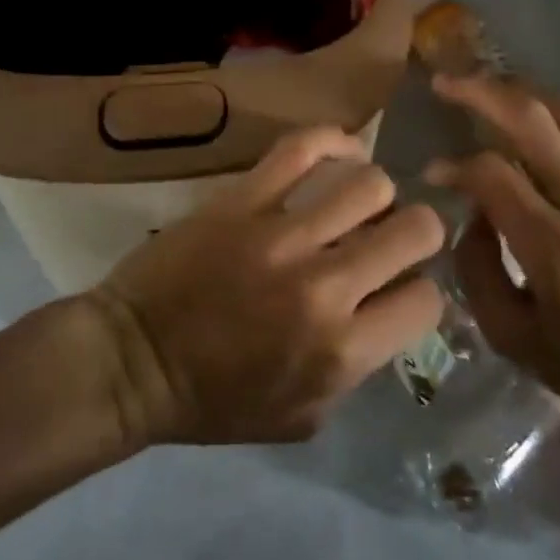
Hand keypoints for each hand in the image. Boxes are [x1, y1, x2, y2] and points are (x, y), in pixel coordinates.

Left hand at [89, 128, 445, 446]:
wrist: (132, 361)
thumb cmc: (214, 401)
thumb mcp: (303, 418)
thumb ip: (356, 370)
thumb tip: (385, 313)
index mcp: (341, 351)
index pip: (427, 299)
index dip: (420, 290)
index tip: (399, 286)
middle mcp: (325, 287)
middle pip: (416, 230)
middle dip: (417, 231)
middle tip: (392, 236)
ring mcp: (283, 235)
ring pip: (370, 183)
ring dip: (374, 194)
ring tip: (356, 202)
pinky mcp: (244, 199)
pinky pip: (303, 148)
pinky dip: (333, 142)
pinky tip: (341, 151)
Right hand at [425, 75, 559, 442]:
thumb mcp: (512, 339)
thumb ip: (477, 270)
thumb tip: (473, 213)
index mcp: (555, 251)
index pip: (494, 175)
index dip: (455, 165)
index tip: (435, 172)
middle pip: (533, 122)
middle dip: (481, 92)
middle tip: (447, 84)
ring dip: (526, 92)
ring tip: (492, 90)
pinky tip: (546, 110)